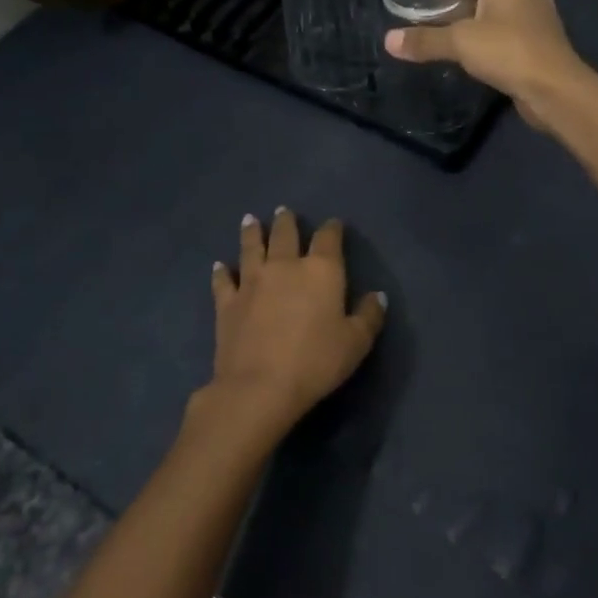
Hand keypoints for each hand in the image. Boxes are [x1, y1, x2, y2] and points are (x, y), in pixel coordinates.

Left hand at [206, 209, 386, 438]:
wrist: (260, 386)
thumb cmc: (316, 362)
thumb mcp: (356, 343)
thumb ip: (369, 316)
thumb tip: (378, 295)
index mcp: (321, 271)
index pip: (329, 239)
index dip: (332, 229)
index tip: (334, 224)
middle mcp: (285, 266)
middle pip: (285, 234)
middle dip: (287, 221)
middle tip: (284, 211)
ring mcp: (252, 281)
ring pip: (251, 248)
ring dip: (252, 232)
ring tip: (250, 219)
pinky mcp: (227, 302)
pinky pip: (223, 280)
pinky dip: (221, 271)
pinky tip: (219, 265)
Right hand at [382, 0, 588, 129]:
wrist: (558, 91)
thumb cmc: (510, 53)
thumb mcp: (461, 43)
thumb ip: (425, 40)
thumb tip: (389, 41)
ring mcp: (533, 17)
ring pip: (495, 2)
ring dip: (469, 7)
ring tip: (441, 20)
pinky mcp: (537, 42)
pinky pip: (504, 25)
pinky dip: (483, 28)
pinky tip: (468, 46)